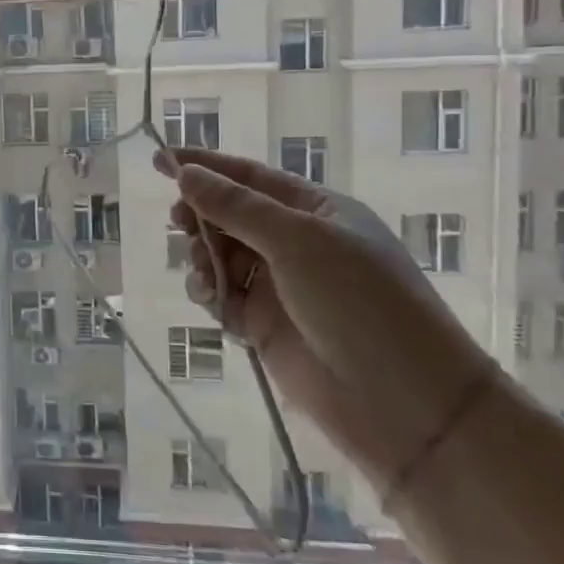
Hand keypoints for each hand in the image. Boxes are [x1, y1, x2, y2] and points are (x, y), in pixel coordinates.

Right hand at [157, 148, 491, 493]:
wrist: (404, 403)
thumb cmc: (359, 302)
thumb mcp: (298, 241)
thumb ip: (236, 207)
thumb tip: (186, 173)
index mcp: (316, 211)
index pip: (250, 177)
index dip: (204, 166)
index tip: (160, 159)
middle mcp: (297, 243)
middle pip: (231, 216)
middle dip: (201, 216)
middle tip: (179, 221)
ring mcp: (281, 287)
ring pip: (222, 257)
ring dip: (203, 257)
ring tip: (204, 272)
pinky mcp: (266, 327)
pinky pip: (224, 297)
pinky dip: (210, 293)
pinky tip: (210, 298)